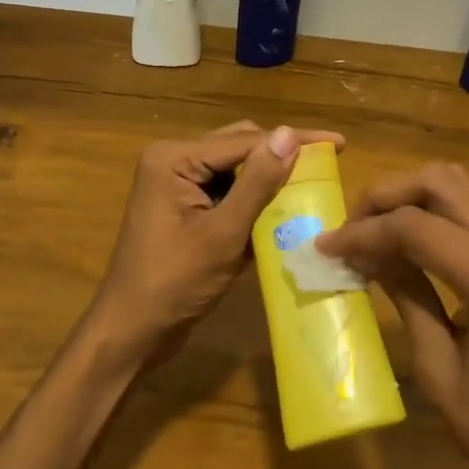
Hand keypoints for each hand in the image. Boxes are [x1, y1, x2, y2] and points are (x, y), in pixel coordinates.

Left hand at [87, 121, 344, 374]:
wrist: (131, 333)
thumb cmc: (174, 283)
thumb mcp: (223, 233)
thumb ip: (257, 183)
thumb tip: (289, 135)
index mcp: (174, 158)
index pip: (245, 140)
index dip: (294, 140)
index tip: (337, 143)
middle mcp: (173, 161)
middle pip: (240, 147)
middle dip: (282, 157)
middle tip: (328, 163)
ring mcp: (177, 186)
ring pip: (236, 171)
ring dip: (269, 180)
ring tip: (313, 183)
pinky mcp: (184, 209)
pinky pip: (227, 193)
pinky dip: (254, 201)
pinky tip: (284, 210)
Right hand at [319, 163, 468, 468]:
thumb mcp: (438, 369)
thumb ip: (404, 296)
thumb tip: (362, 254)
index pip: (415, 227)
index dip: (363, 232)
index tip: (325, 247)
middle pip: (438, 182)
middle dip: (384, 196)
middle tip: (350, 230)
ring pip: (454, 184)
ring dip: (406, 197)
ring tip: (371, 231)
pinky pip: (468, 206)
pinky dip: (428, 210)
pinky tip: (403, 240)